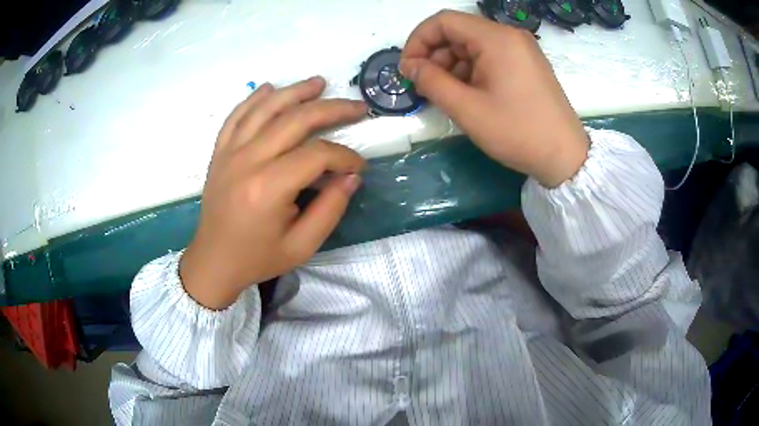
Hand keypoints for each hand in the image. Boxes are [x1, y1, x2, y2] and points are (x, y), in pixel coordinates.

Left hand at [180, 77, 366, 309]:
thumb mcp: (302, 245)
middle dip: (332, 109)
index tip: (358, 167)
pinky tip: (270, 88)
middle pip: (295, 120)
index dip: (345, 156)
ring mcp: (229, 152)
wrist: (213, 261)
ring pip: (266, 108)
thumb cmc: (257, 258)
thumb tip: (351, 176)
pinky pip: (237, 115)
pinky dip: (254, 98)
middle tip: (358, 106)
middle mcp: (248, 161)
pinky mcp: (220, 151)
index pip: (317, 155)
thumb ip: (331, 209)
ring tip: (319, 83)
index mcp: (269, 188)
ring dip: (295, 91)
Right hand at [400, 10, 588, 187]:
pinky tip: (468, 95)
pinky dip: (471, 71)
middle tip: (425, 87)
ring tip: (446, 95)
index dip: (418, 40)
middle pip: (458, 32)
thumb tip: (410, 66)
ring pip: (473, 46)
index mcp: (496, 38)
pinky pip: (490, 57)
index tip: (409, 69)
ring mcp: (521, 49)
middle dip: (435, 56)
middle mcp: (509, 36)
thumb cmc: (517, 132)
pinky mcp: (526, 64)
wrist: (565, 156)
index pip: (443, 21)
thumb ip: (431, 81)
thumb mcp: (467, 109)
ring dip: (452, 66)